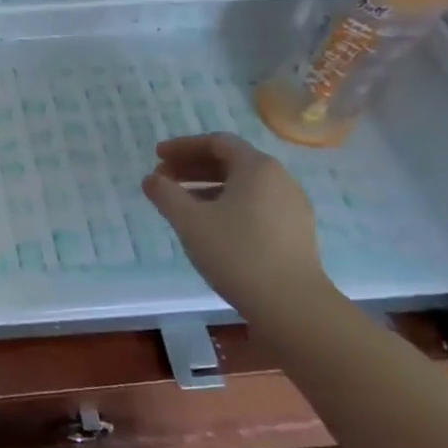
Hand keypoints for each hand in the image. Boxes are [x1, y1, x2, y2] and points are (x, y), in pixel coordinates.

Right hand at [141, 134, 330, 309]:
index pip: (217, 142)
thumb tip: (151, 179)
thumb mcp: (190, 221)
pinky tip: (210, 226)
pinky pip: (255, 205)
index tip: (157, 157)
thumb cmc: (236, 253)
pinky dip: (227, 205)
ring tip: (181, 204)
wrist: (291, 305)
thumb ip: (166, 194)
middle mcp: (280, 179)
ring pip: (243, 186)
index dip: (183, 146)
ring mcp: (292, 207)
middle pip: (231, 162)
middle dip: (193, 167)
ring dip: (208, 187)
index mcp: (257, 167)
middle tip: (163, 179)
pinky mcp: (295, 233)